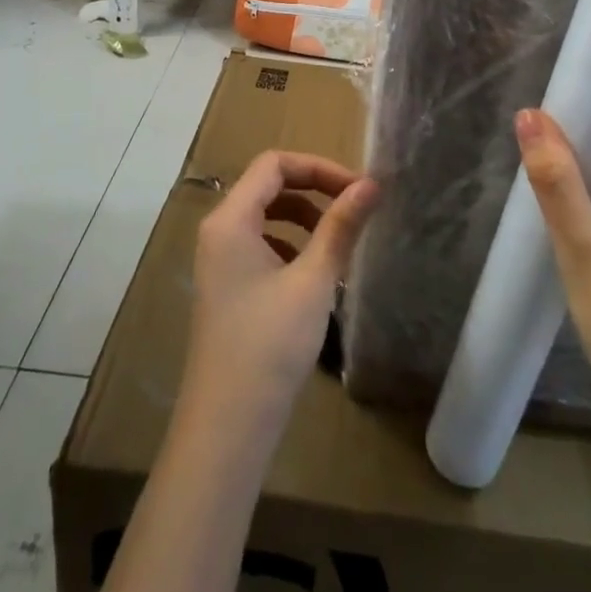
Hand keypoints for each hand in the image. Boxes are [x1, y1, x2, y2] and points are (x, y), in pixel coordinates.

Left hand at [184, 151, 379, 431]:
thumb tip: (371, 184)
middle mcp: (218, 231)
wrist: (228, 427)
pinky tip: (315, 273)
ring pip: (265, 216)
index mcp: (230, 220)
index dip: (318, 167)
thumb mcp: (313, 281)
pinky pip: (260, 244)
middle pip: (268, 185)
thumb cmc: (270, 345)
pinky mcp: (227, 286)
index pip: (274, 164)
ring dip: (304, 217)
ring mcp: (219, 260)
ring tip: (339, 241)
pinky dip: (291, 244)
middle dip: (313, 189)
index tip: (358, 189)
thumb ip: (341, 226)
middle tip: (355, 208)